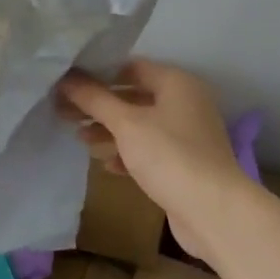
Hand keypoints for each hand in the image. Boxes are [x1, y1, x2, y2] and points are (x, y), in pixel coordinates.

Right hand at [57, 58, 244, 253]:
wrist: (214, 211)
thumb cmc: (169, 156)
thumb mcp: (126, 123)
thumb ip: (94, 99)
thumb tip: (66, 78)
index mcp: (176, 83)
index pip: (130, 67)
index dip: (98, 72)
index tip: (68, 82)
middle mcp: (185, 103)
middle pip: (133, 96)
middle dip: (99, 105)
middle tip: (64, 110)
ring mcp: (187, 135)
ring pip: (140, 125)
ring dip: (109, 130)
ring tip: (79, 138)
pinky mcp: (184, 163)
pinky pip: (149, 150)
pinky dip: (127, 153)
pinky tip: (107, 164)